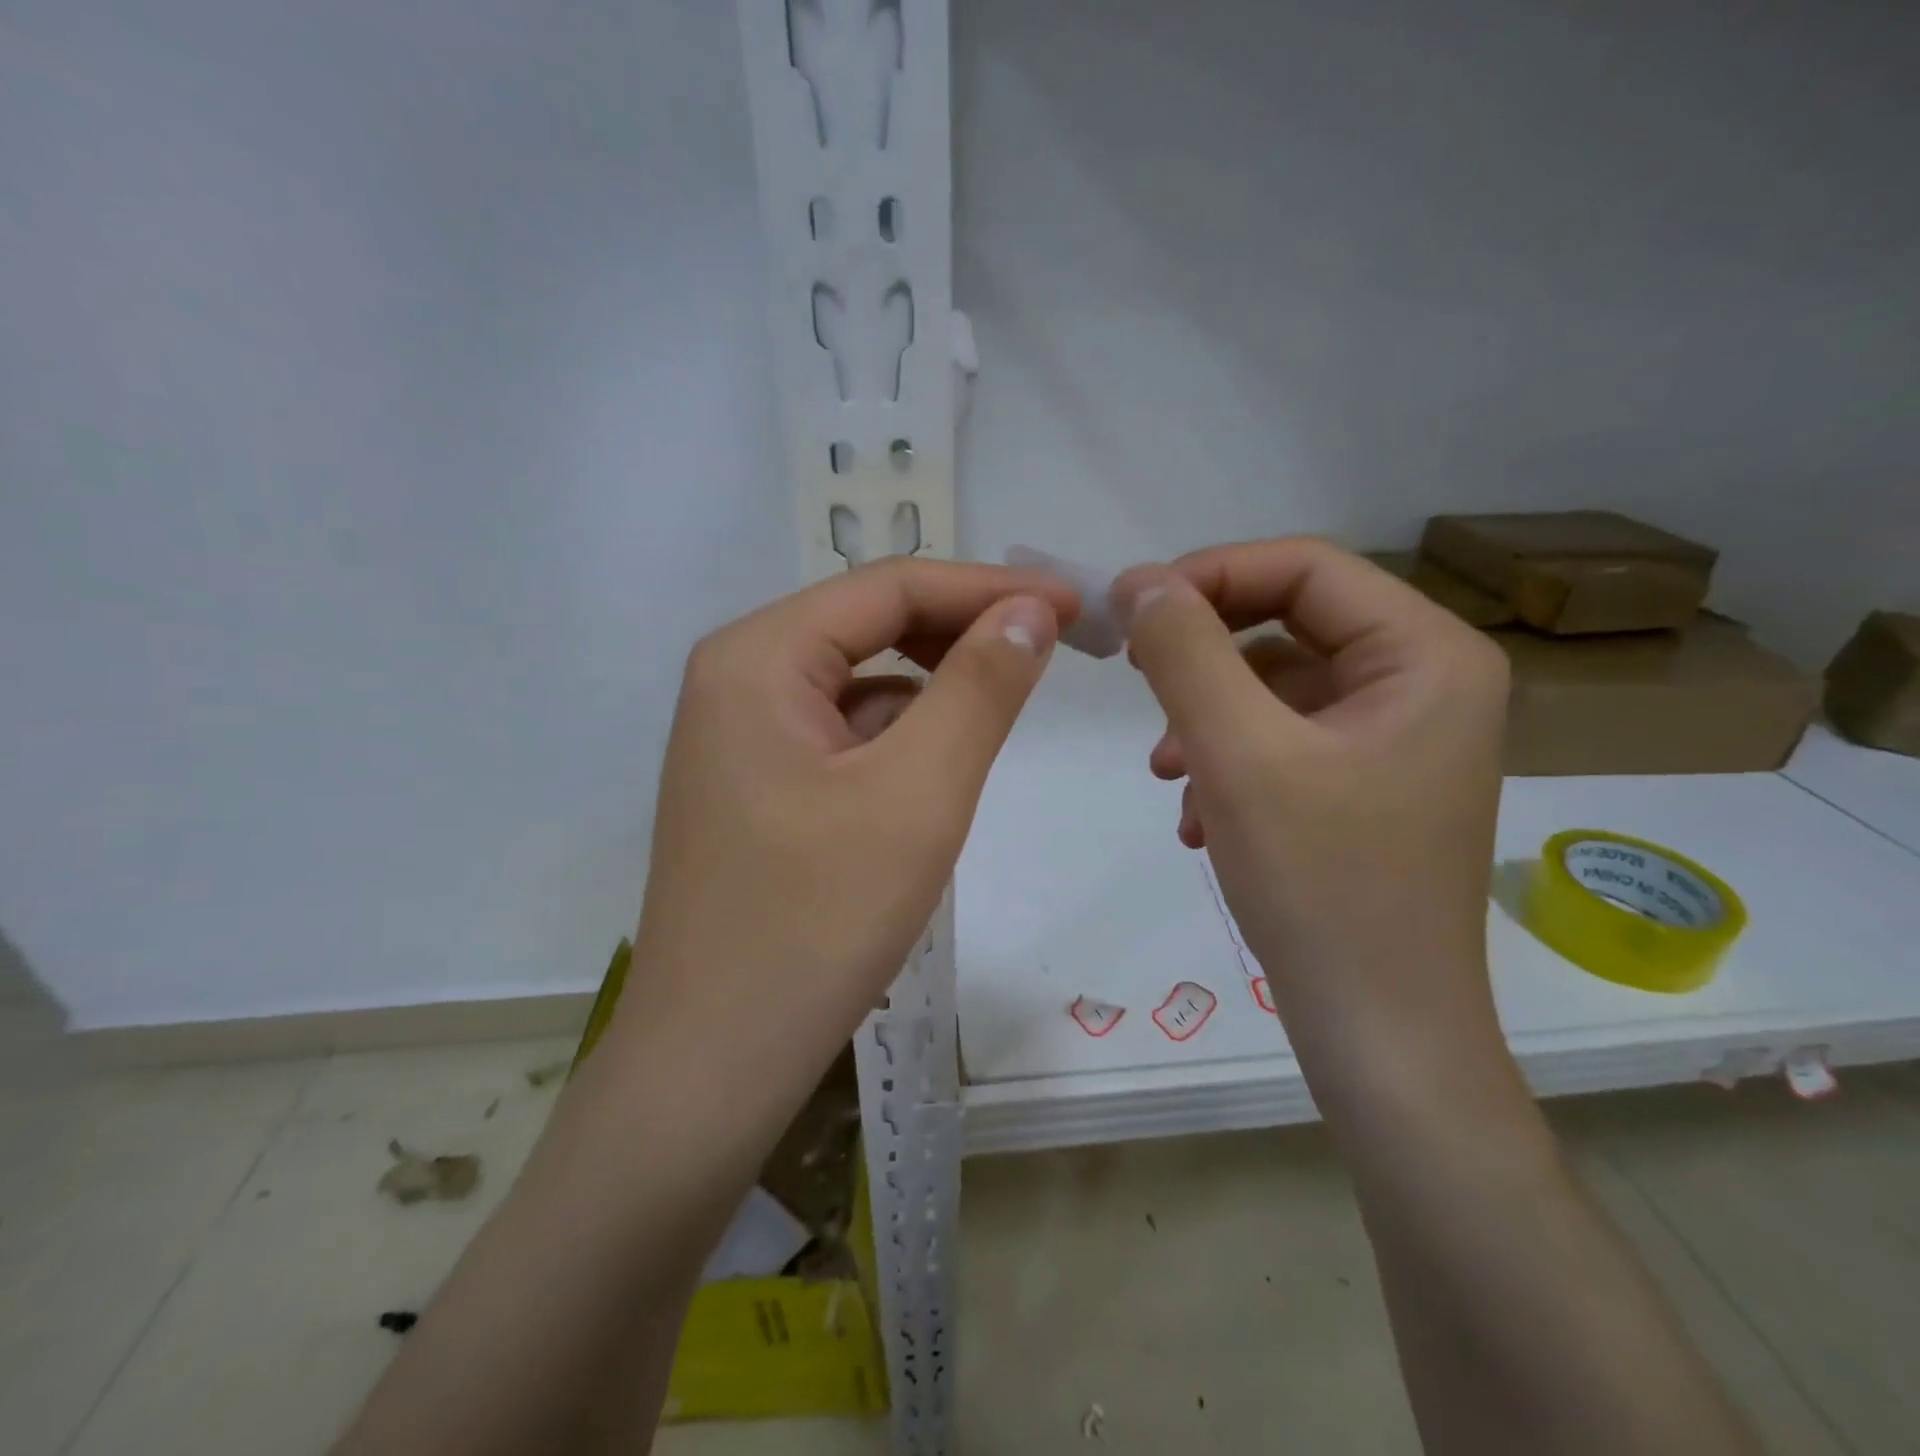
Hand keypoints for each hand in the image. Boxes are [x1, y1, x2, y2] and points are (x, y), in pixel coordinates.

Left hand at [621, 557, 1076, 1065]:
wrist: (715, 1060)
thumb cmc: (816, 921)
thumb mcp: (918, 793)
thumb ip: (980, 687)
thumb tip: (1030, 610)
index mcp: (757, 657)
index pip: (890, 588)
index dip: (990, 587)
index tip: (1075, 605)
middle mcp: (736, 678)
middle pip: (870, 626)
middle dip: (964, 631)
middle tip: (1055, 648)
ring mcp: (739, 735)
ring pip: (860, 682)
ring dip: (935, 685)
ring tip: (1004, 705)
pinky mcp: (755, 784)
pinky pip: (843, 732)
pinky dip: (900, 735)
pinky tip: (935, 772)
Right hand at [1115, 539, 1510, 1078]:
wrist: (1377, 1033)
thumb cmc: (1320, 885)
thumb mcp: (1237, 753)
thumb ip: (1185, 652)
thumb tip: (1139, 580)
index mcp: (1426, 655)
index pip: (1305, 567)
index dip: (1210, 574)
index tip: (1130, 610)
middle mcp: (1424, 683)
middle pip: (1289, 624)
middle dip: (1204, 657)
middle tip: (1138, 684)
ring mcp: (1396, 738)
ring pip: (1276, 687)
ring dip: (1208, 718)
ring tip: (1168, 774)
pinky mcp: (1366, 784)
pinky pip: (1282, 739)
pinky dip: (1229, 761)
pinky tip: (1199, 819)